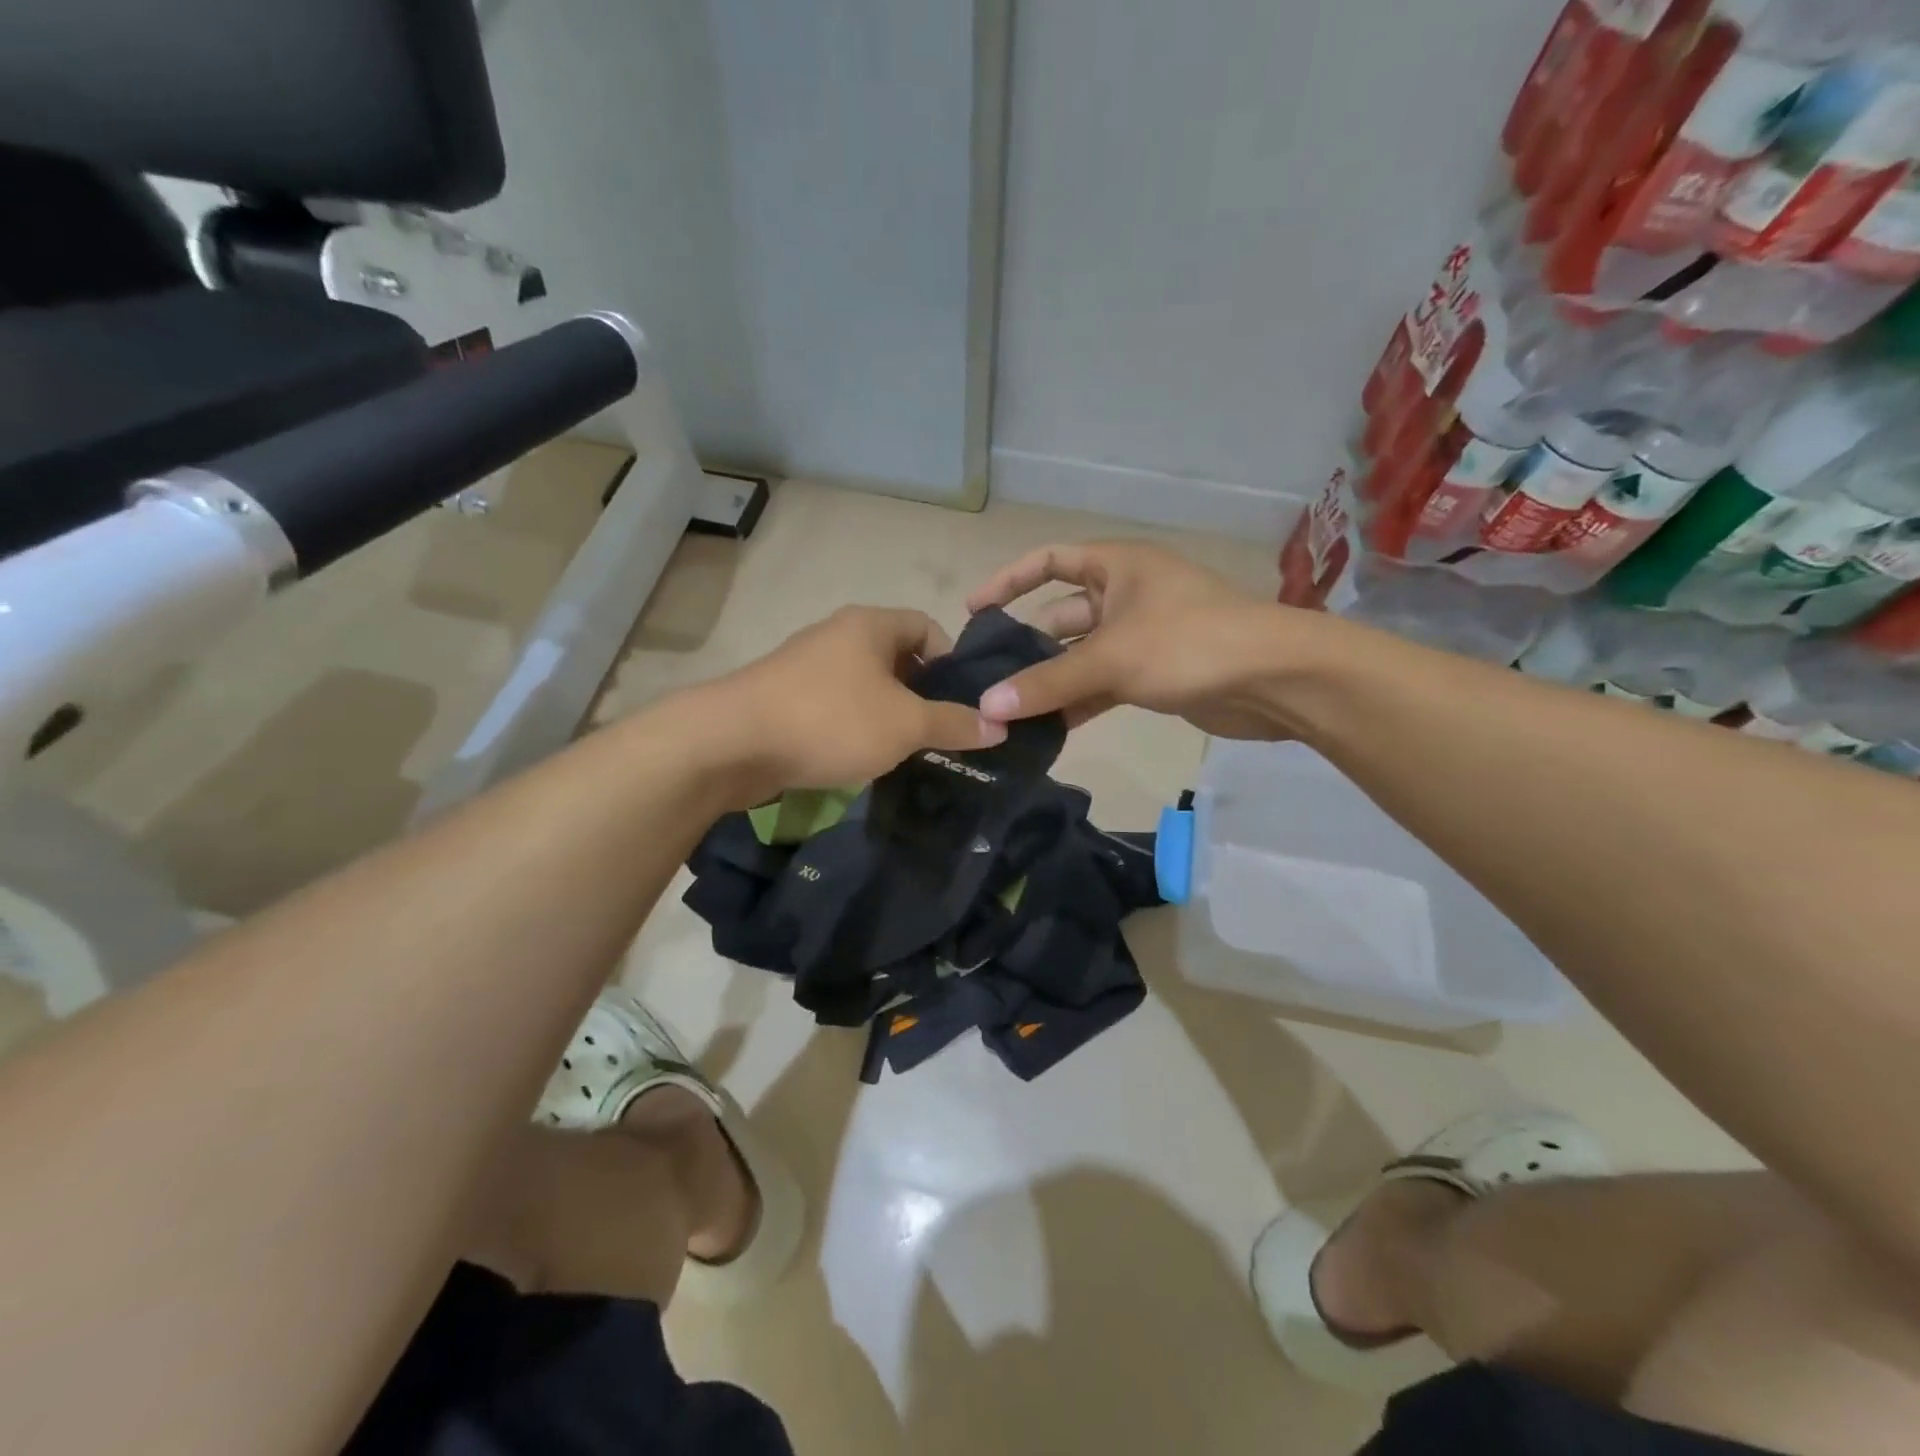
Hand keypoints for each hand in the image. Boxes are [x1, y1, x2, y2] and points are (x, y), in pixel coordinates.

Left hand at [703, 605, 1005, 798]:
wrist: (732, 743)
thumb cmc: (831, 719)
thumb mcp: (905, 724)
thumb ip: (954, 723)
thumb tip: (1000, 725)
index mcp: (870, 624)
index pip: (927, 627)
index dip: (952, 661)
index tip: (964, 702)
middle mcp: (838, 634)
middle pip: (896, 657)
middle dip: (921, 694)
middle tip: (940, 733)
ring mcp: (806, 665)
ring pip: (865, 685)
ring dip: (887, 714)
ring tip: (904, 752)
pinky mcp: (783, 697)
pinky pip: (835, 706)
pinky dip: (854, 727)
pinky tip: (859, 759)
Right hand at [966, 541, 1302, 738]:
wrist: (1273, 680)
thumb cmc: (1188, 643)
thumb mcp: (1110, 658)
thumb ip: (1047, 683)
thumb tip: (986, 708)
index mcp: (1116, 566)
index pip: (1049, 560)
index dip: (1009, 580)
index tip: (975, 611)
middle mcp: (1125, 595)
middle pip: (1061, 614)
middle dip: (1026, 644)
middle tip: (984, 677)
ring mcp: (1140, 636)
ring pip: (1081, 656)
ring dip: (1050, 681)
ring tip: (1006, 711)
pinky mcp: (1153, 674)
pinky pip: (1102, 685)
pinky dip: (1078, 703)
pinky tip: (1047, 730)